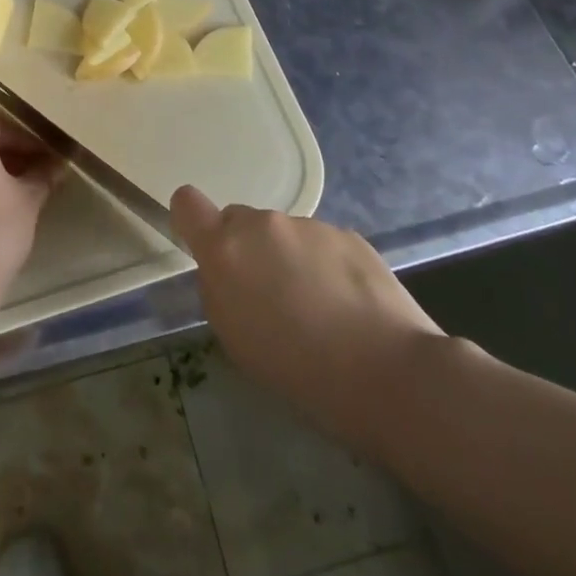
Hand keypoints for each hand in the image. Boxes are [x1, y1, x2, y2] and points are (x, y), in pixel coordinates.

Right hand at [170, 187, 443, 426]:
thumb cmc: (299, 370)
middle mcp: (263, 224)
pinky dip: (326, 267)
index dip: (191, 221)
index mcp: (225, 249)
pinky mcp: (348, 234)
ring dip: (290, 260)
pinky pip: (322, 244)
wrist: (389, 372)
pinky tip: (349, 307)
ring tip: (319, 311)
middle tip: (271, 298)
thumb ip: (220, 291)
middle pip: (240, 222)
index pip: (187, 203)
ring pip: (284, 235)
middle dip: (248, 251)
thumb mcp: (236, 339)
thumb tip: (227, 272)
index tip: (204, 248)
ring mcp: (308, 225)